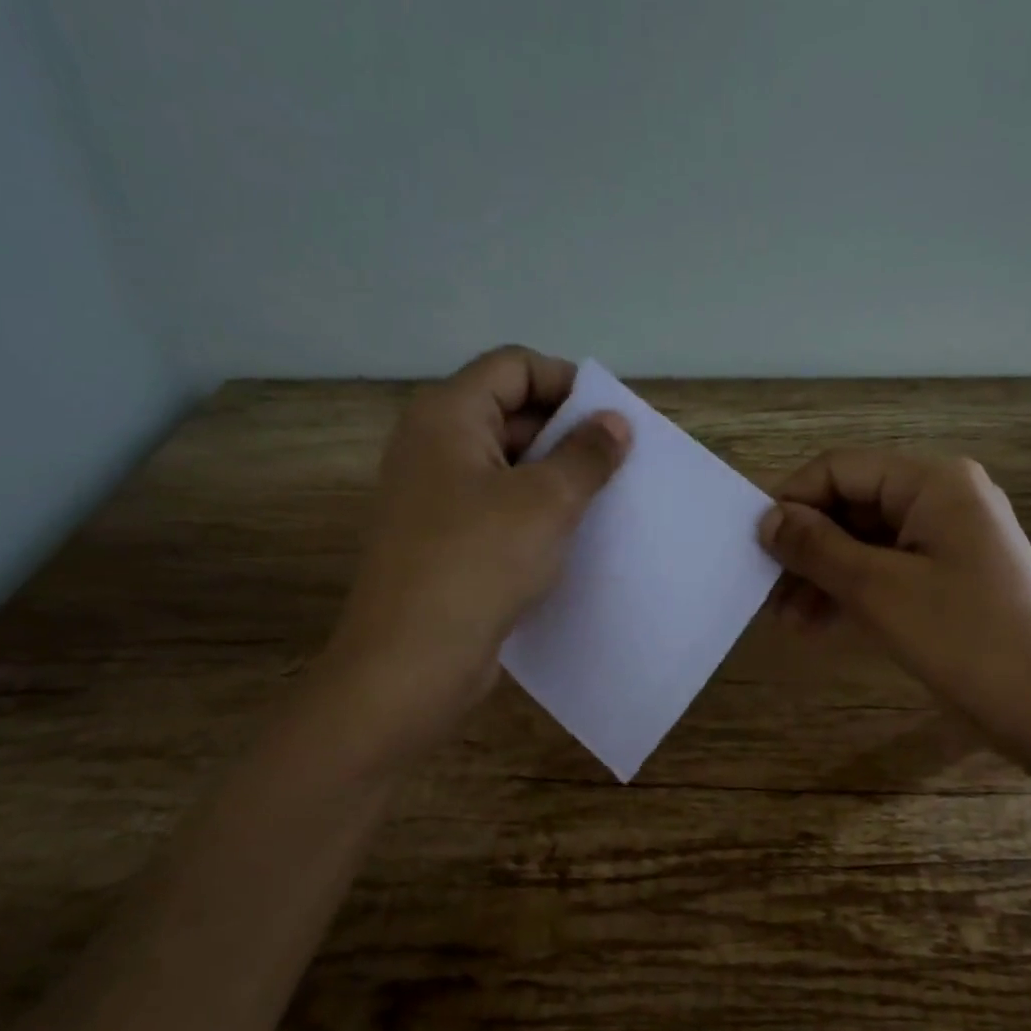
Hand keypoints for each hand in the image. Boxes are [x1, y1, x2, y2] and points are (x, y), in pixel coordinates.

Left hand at [315, 347, 629, 755]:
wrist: (410, 663)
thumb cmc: (478, 562)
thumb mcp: (546, 501)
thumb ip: (586, 454)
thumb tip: (614, 423)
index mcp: (448, 415)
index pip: (514, 367)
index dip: (567, 382)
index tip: (613, 420)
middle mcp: (433, 445)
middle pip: (509, 411)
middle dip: (567, 431)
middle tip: (620, 461)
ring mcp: (433, 495)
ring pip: (506, 464)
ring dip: (555, 475)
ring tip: (606, 498)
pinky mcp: (441, 539)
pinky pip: (496, 505)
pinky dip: (534, 510)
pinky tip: (571, 535)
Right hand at [760, 450, 1030, 744]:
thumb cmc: (967, 638)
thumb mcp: (879, 589)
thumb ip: (817, 547)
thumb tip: (766, 519)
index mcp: (932, 481)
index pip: (840, 469)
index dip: (792, 500)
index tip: (753, 544)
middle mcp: (941, 498)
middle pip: (852, 505)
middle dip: (805, 546)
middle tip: (765, 590)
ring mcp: (948, 541)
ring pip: (865, 543)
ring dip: (822, 575)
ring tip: (784, 619)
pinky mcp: (950, 580)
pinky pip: (887, 571)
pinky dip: (851, 593)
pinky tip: (816, 625)